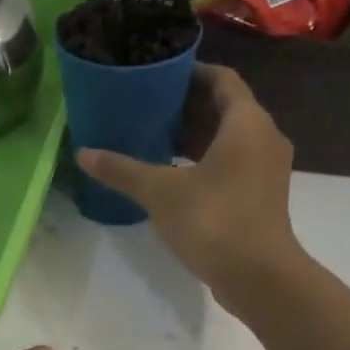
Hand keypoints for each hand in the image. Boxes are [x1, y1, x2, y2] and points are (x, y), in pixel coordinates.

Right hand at [76, 64, 300, 304]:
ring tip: (152, 137)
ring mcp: (265, 169)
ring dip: (194, 136)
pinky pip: (231, 164)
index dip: (190, 73)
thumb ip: (123, 170)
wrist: (258, 276)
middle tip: (146, 105)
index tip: (158, 74)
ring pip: (228, 139)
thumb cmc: (214, 221)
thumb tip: (84, 153)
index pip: (221, 80)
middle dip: (186, 106)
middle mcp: (263, 138)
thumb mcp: (161, 193)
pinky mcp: (260, 196)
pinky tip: (172, 174)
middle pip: (225, 109)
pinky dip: (204, 161)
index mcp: (246, 123)